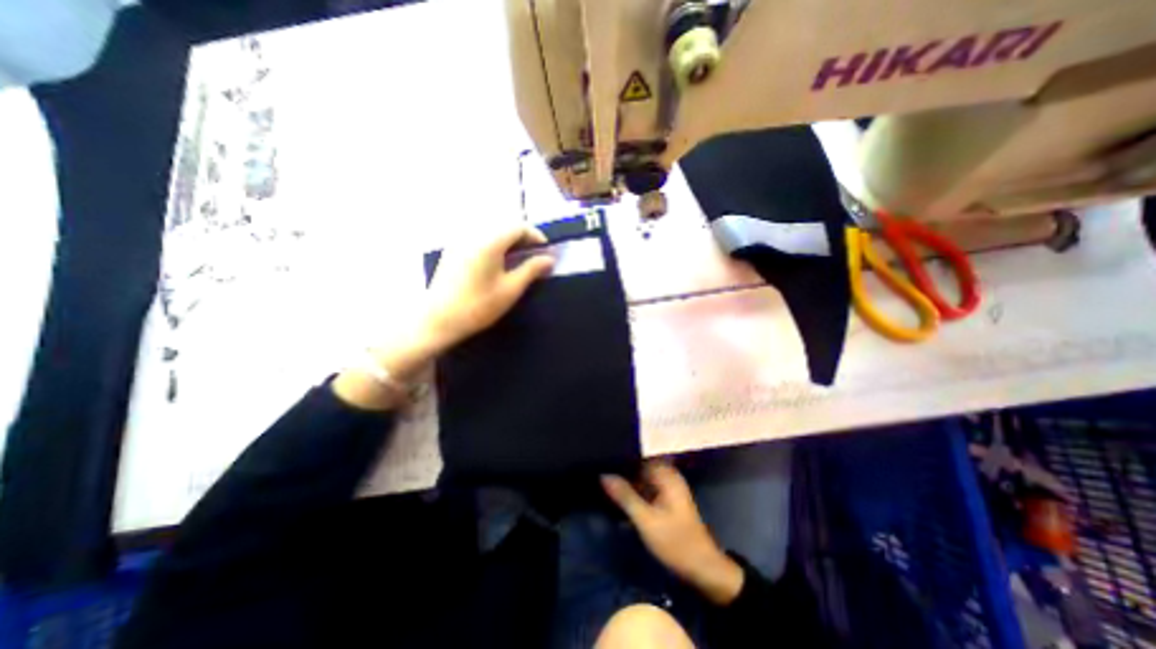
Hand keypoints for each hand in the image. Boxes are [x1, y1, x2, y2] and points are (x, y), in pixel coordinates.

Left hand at [423, 222, 551, 353]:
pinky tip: (498, 261)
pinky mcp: (452, 250)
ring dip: (508, 239)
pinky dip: (494, 243)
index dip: (536, 236)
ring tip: (519, 258)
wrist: (438, 319)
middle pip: (504, 225)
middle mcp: (473, 234)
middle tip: (534, 255)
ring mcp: (460, 241)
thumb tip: (549, 259)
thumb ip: (531, 270)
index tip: (546, 251)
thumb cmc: (478, 306)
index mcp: (489, 241)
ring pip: (491, 230)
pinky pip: (479, 237)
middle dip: (523, 237)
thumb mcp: (510, 289)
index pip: (518, 226)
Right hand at [600, 459, 744, 605]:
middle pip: (639, 465)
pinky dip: (633, 491)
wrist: (703, 569)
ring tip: (603, 480)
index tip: (601, 457)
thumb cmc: (675, 542)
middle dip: (621, 469)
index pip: (638, 455)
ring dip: (626, 481)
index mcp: (666, 474)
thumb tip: (603, 475)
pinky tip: (618, 496)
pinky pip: (645, 488)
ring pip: (641, 477)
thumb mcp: (646, 520)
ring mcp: (667, 488)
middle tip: (599, 470)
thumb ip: (624, 496)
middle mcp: (667, 476)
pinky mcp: (665, 500)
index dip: (620, 455)